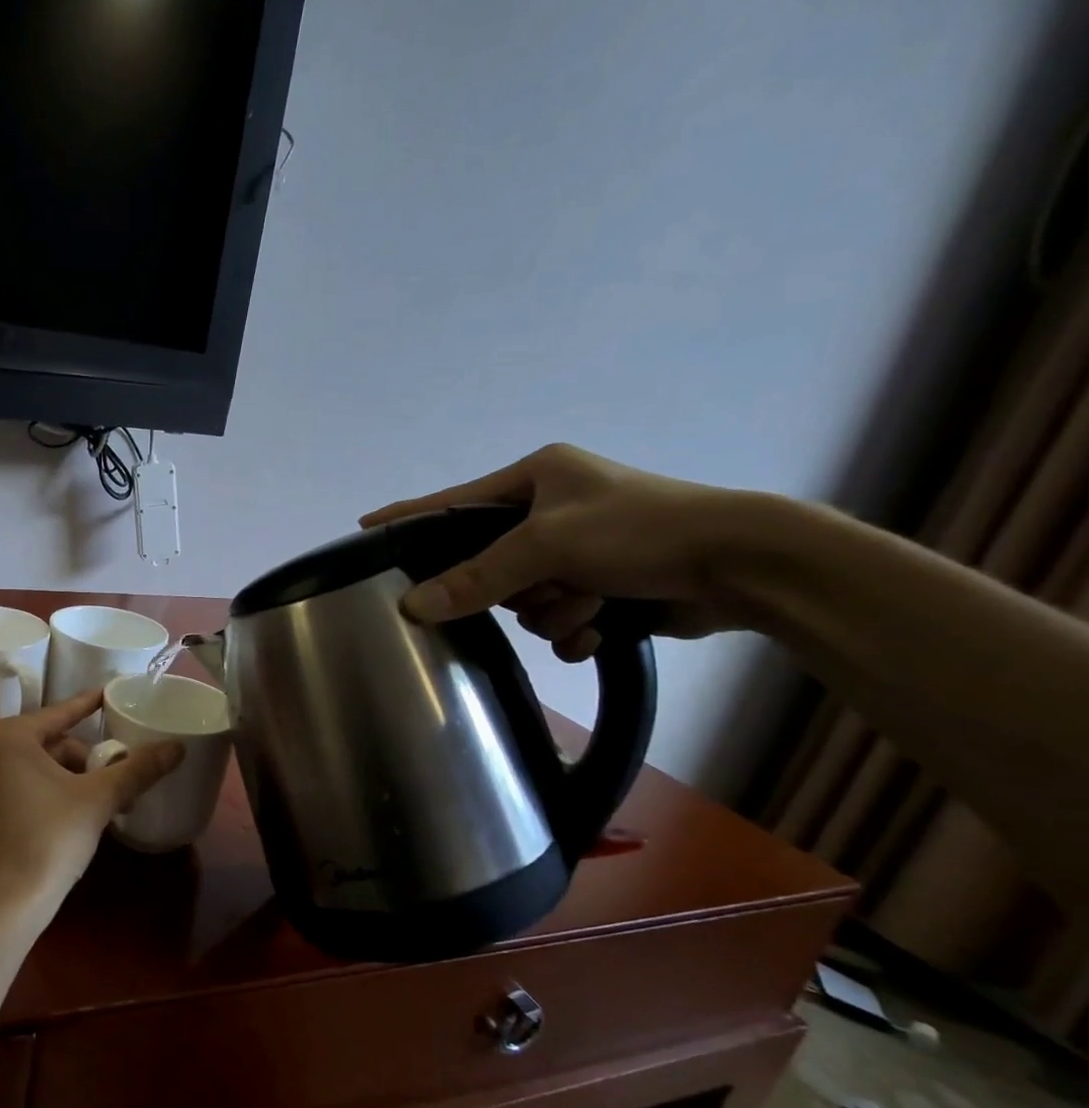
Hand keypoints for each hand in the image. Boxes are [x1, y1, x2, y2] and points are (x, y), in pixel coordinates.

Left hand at [0, 692, 182, 939]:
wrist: (1, 907)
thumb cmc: (49, 839)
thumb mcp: (99, 799)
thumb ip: (137, 769)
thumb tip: (177, 746)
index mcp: (8, 738)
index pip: (60, 713)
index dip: (88, 704)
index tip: (109, 695)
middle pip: (48, 746)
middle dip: (84, 761)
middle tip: (114, 781)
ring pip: (31, 772)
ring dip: (66, 782)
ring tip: (96, 806)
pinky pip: (14, 797)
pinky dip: (40, 801)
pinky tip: (60, 825)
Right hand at [360, 444, 743, 659]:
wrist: (742, 565)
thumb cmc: (640, 531)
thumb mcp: (549, 545)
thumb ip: (477, 576)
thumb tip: (413, 606)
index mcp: (537, 478)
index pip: (454, 503)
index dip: (409, 518)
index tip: (365, 529)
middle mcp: (552, 510)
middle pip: (489, 565)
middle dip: (519, 587)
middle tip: (546, 585)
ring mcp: (578, 551)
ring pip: (523, 601)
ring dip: (554, 611)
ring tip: (593, 602)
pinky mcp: (601, 586)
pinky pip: (555, 621)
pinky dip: (575, 629)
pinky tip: (603, 626)